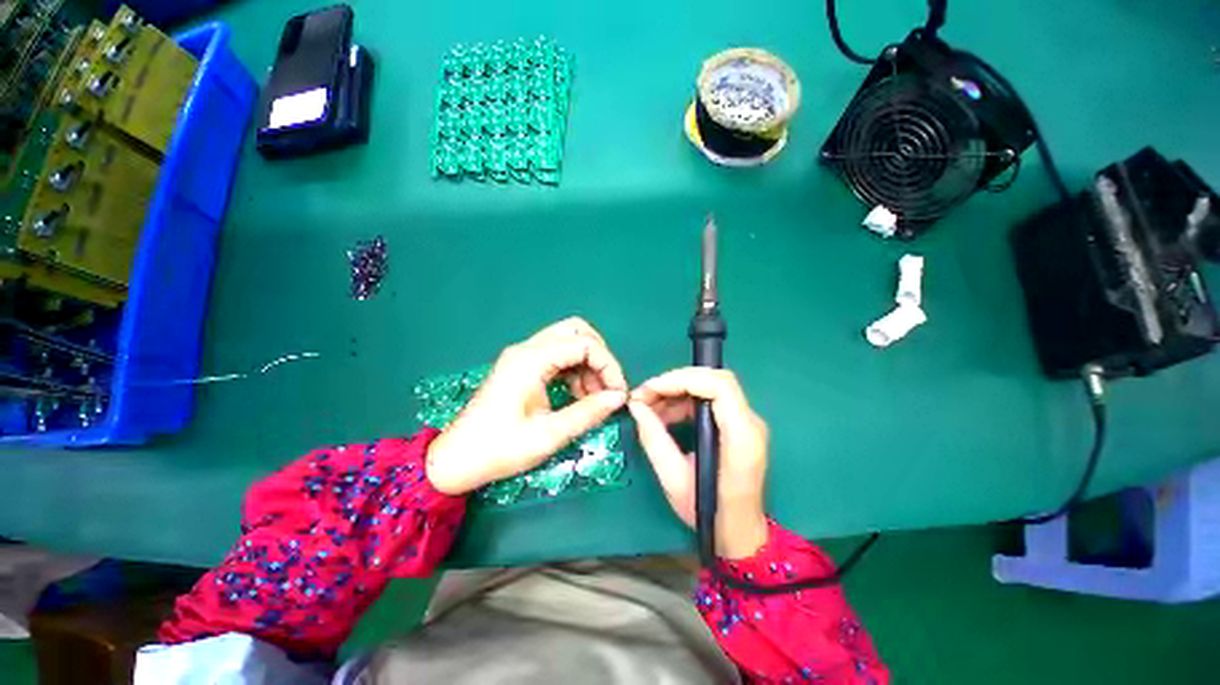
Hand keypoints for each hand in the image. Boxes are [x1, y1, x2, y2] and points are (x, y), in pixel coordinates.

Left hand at [426, 318, 628, 494]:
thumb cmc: (499, 449)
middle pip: (576, 331)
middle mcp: (527, 349)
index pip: (584, 344)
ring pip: (568, 341)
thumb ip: (587, 412)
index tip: (618, 393)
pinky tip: (579, 395)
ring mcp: (523, 355)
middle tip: (607, 387)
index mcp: (531, 360)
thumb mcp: (548, 435)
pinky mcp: (522, 366)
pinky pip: (558, 355)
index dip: (608, 365)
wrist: (455, 460)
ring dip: (588, 363)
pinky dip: (575, 369)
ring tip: (594, 397)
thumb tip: (618, 398)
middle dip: (599, 356)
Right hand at [629, 368, 769, 559]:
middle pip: (714, 380)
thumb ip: (654, 439)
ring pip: (710, 386)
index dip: (682, 379)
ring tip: (648, 407)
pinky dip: (684, 401)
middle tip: (644, 396)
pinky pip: (710, 400)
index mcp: (741, 438)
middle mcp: (750, 423)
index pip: (719, 386)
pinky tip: (665, 416)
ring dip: (677, 390)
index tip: (650, 390)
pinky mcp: (739, 425)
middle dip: (675, 382)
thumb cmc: (708, 513)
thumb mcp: (673, 480)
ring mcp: (747, 422)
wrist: (739, 532)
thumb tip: (636, 407)